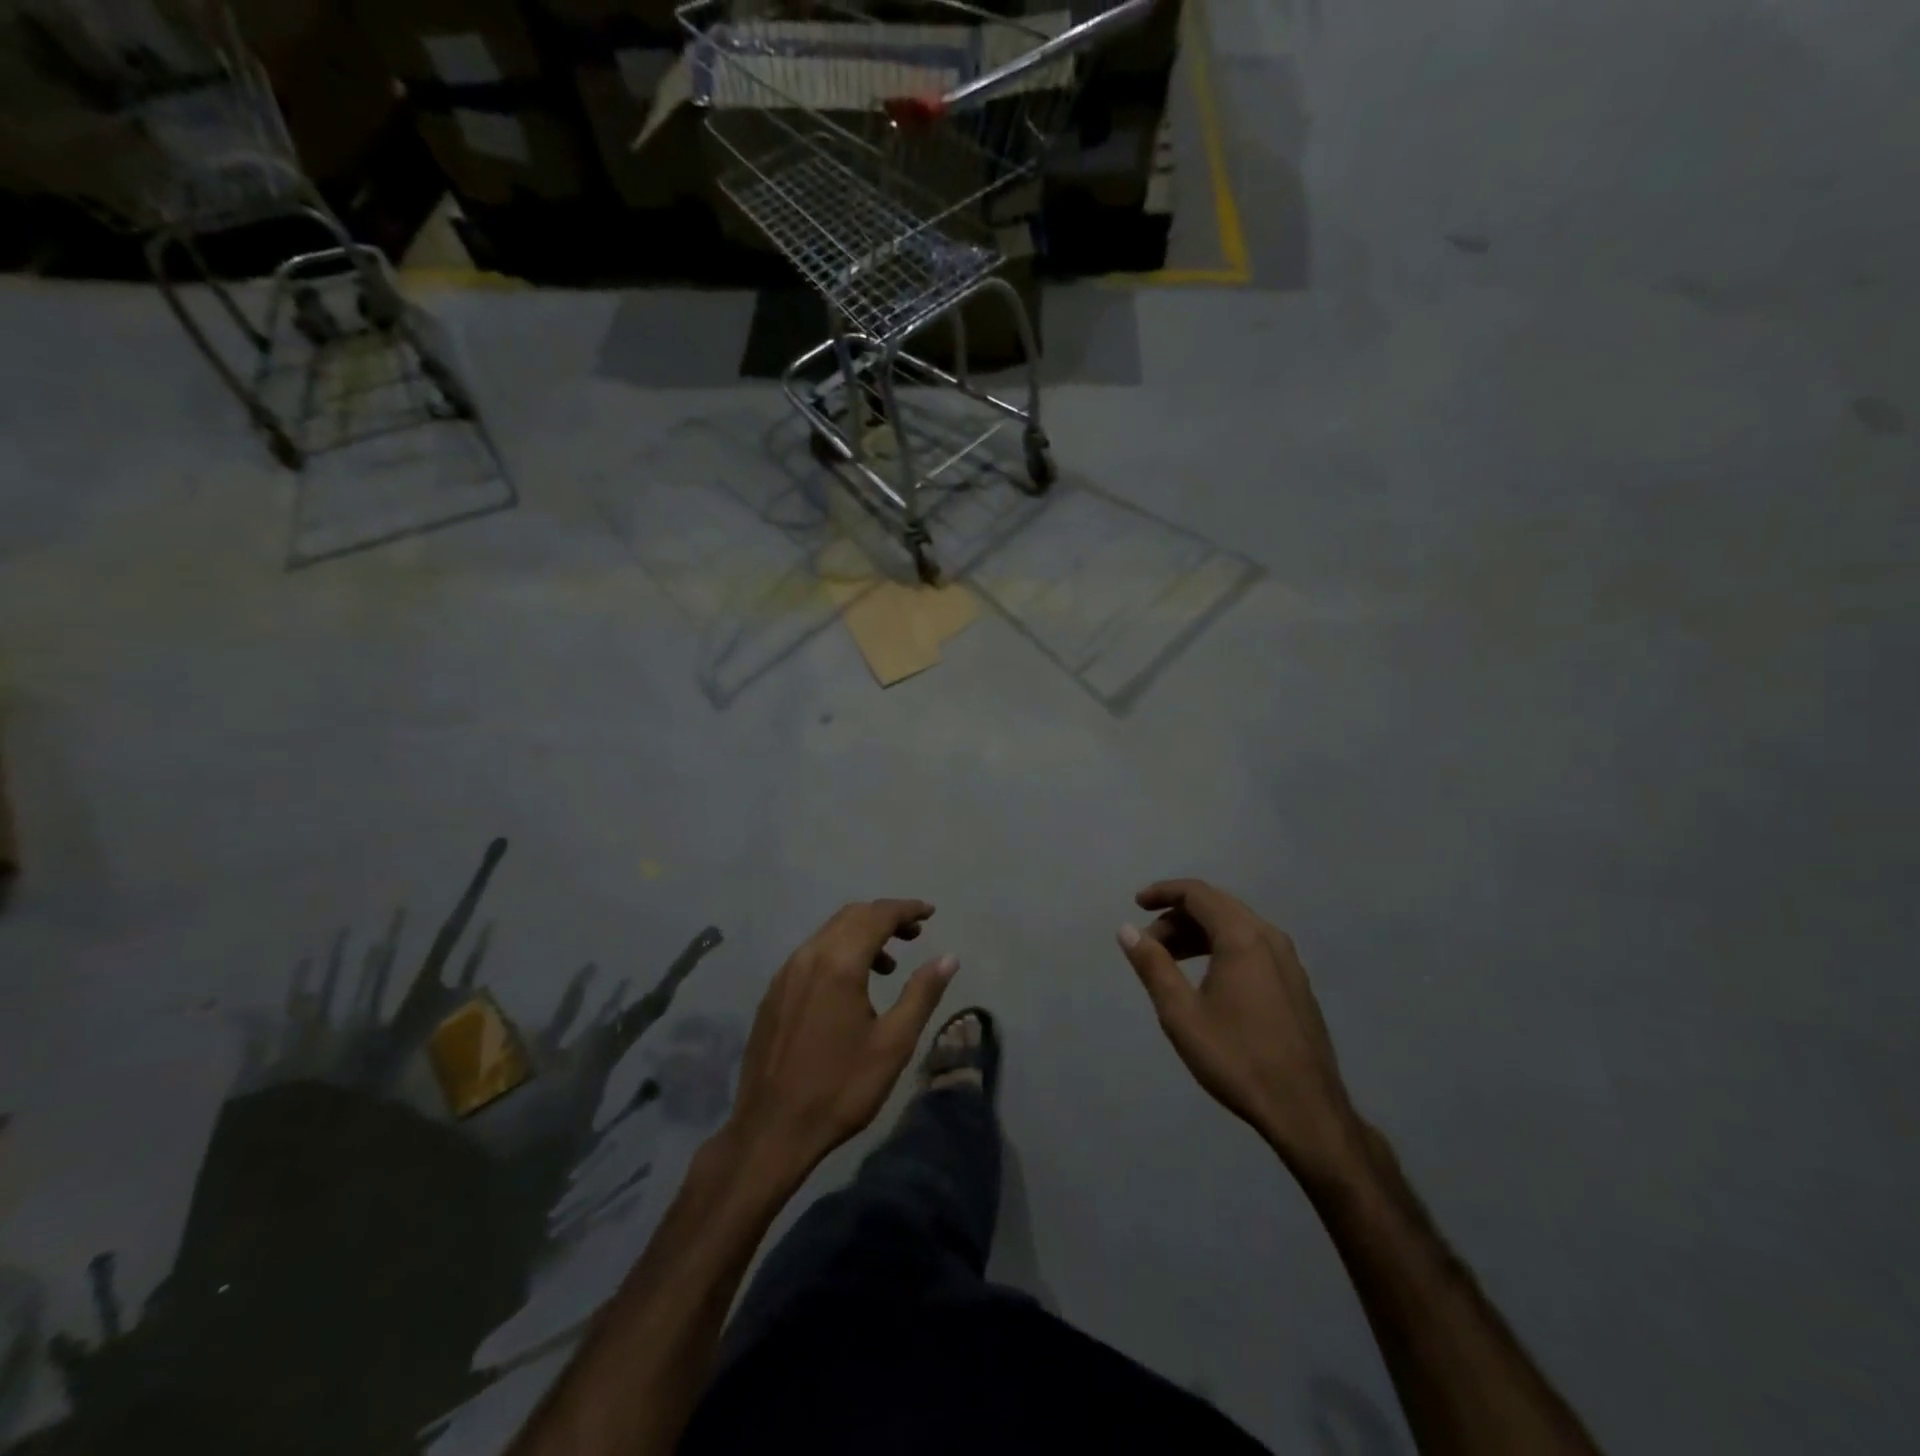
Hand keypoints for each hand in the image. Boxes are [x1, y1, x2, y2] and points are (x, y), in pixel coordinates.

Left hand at [726, 900, 957, 1181]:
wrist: (771, 1130)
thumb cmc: (840, 1088)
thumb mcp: (893, 1043)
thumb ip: (922, 993)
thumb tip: (948, 957)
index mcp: (839, 963)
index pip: (877, 916)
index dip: (907, 909)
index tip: (931, 913)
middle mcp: (808, 956)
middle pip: (851, 916)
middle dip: (885, 917)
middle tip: (915, 935)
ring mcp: (786, 973)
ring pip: (829, 933)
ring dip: (862, 934)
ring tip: (889, 966)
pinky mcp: (774, 993)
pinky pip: (812, 953)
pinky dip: (839, 951)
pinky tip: (851, 986)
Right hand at [1118, 879, 1359, 1173]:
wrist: (1306, 1110)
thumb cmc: (1237, 1058)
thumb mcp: (1181, 1013)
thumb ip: (1153, 965)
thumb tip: (1127, 929)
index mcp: (1242, 937)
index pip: (1197, 893)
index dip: (1163, 892)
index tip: (1137, 904)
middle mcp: (1269, 938)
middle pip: (1217, 906)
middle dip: (1177, 916)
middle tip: (1148, 943)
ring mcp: (1288, 961)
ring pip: (1236, 926)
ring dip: (1199, 933)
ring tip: (1170, 961)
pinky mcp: (1296, 983)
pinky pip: (1252, 946)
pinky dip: (1222, 947)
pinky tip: (1206, 978)